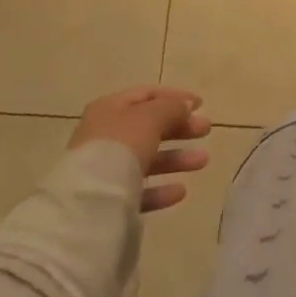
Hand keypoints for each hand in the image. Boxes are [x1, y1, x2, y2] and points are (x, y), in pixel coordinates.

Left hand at [70, 87, 209, 212]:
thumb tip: (185, 106)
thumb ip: (171, 107)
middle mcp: (105, 135)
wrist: (89, 201)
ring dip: (176, 158)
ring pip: (147, 158)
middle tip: (206, 130)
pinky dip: (161, 188)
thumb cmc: (121, 146)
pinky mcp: (108, 199)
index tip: (201, 105)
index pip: (147, 95)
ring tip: (203, 161)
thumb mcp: (151, 117)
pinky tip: (180, 191)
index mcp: (110, 108)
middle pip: (149, 126)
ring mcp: (105, 168)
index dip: (175, 97)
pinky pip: (140, 189)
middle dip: (180, 128)